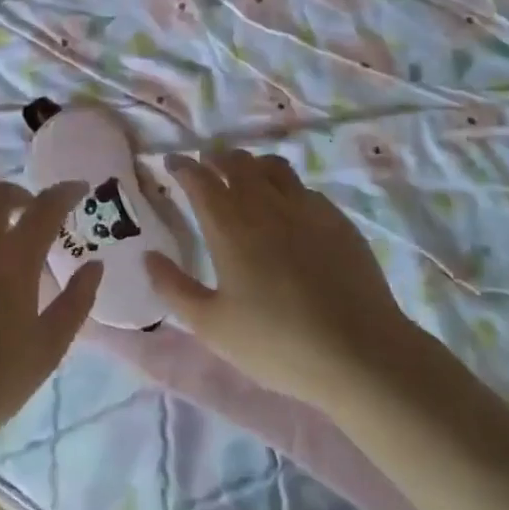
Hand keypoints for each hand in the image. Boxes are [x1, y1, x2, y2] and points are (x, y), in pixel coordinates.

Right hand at [146, 150, 411, 407]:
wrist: (359, 351)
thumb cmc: (276, 342)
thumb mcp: (212, 326)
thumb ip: (174, 288)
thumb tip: (149, 257)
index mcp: (229, 226)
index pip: (200, 179)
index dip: (183, 166)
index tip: (172, 162)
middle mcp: (266, 205)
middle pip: (237, 162)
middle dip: (216, 158)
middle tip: (207, 165)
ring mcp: (306, 208)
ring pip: (273, 167)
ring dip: (252, 164)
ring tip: (245, 175)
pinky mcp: (337, 219)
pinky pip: (304, 188)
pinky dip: (286, 187)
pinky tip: (288, 207)